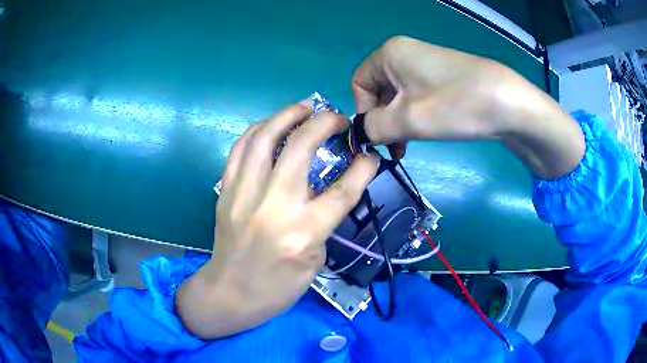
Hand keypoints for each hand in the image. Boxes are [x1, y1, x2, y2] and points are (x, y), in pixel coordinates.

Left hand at [177, 103, 378, 338]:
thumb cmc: (278, 287)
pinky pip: (241, 148)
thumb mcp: (315, 261)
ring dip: (287, 114)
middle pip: (301, 147)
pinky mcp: (226, 191)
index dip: (362, 167)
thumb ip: (324, 221)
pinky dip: (259, 129)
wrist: (230, 293)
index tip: (371, 154)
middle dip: (324, 123)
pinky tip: (271, 125)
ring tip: (304, 107)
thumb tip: (327, 189)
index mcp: (303, 232)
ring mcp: (244, 194)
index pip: (342, 189)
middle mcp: (274, 206)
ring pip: (264, 137)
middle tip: (336, 118)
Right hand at [352, 36, 584, 179]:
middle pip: (378, 90)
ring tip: (411, 145)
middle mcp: (405, 53)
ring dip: (399, 122)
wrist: (509, 103)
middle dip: (383, 120)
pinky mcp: (443, 76)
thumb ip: (374, 128)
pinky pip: (418, 96)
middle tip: (396, 148)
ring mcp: (426, 64)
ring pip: (399, 96)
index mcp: (390, 54)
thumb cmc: (456, 105)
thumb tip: (361, 133)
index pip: (358, 84)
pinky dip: (416, 116)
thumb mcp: (407, 120)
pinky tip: (427, 131)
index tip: (379, 136)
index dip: (363, 112)